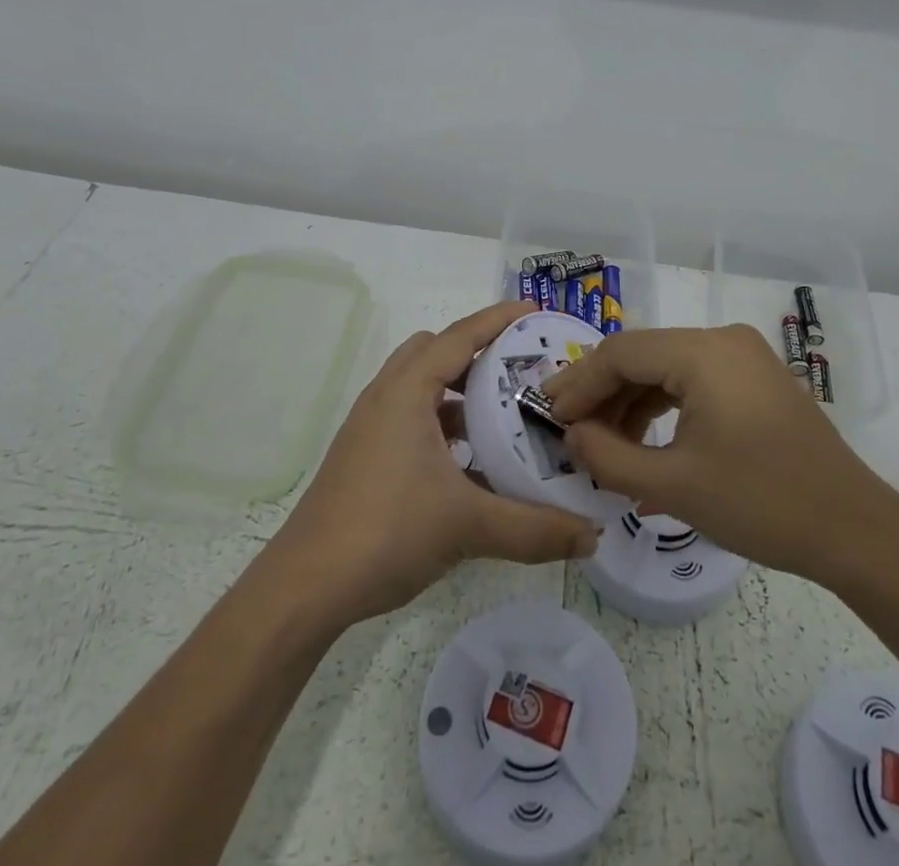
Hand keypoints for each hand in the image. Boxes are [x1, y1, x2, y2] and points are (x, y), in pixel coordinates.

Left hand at [265, 300, 598, 626]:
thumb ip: (535, 529)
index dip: (499, 319)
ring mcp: (371, 427)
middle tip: (521, 369)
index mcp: (407, 390)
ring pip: (421, 386)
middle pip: (436, 351)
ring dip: (459, 391)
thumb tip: (593, 537)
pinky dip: (442, 424)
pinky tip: (470, 463)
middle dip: (478, 352)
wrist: (305, 588)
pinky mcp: (365, 455)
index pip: (461, 336)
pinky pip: (411, 418)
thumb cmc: (387, 532)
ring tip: (502, 414)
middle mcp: (386, 396)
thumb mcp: (468, 525)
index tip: (535, 311)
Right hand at [543, 324, 897, 584]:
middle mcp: (723, 340)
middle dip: (603, 394)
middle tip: (570, 430)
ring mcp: (744, 357)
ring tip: (604, 447)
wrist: (854, 529)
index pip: (621, 353)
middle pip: (644, 356)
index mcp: (703, 352)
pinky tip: (645, 448)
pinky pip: (696, 382)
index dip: (579, 383)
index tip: (549, 415)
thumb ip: (610, 457)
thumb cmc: (761, 503)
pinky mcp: (756, 379)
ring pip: (668, 369)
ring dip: (632, 404)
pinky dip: (666, 409)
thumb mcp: (674, 485)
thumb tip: (572, 434)